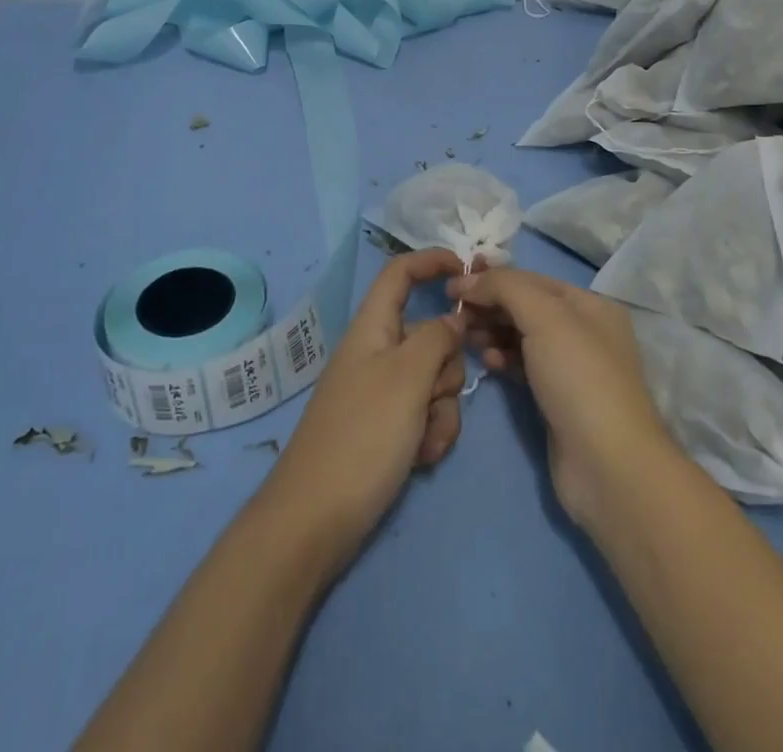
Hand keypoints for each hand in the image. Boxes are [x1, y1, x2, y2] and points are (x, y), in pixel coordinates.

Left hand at [258, 250, 467, 568]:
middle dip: (446, 367)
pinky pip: (427, 415)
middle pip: (431, 335)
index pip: (400, 274)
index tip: (467, 270)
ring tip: (422, 439)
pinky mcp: (388, 429)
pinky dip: (431, 433)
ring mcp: (382, 393)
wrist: (316, 521)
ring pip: (436, 380)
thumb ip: (437, 339)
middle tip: (430, 396)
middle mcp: (378, 354)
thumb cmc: (362, 436)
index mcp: (372, 328)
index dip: (431, 261)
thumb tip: (453, 318)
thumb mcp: (407, 378)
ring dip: (441, 409)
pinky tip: (420, 458)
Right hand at [448, 265, 677, 528]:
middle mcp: (584, 331)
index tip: (453, 285)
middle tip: (455, 314)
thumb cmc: (579, 378)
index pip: (532, 279)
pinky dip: (504, 360)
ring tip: (467, 338)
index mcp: (590, 304)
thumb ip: (505, 287)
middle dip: (490, 305)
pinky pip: (523, 367)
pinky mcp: (557, 400)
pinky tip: (488, 363)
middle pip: (526, 306)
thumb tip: (468, 280)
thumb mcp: (544, 317)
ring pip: (522, 337)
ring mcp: (571, 368)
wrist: (608, 466)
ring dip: (493, 332)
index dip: (492, 278)